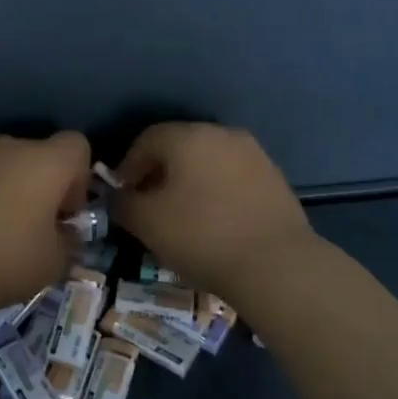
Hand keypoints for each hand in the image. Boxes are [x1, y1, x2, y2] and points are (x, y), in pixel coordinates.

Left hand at [0, 132, 92, 314]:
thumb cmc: (3, 262)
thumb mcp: (54, 263)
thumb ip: (68, 241)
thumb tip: (63, 232)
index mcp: (46, 162)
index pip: (77, 145)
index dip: (78, 177)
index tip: (64, 213)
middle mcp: (9, 146)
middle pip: (36, 153)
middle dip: (39, 183)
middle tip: (31, 225)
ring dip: (4, 185)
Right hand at [114, 123, 313, 296]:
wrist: (276, 265)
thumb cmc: (201, 236)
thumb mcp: (146, 222)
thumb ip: (123, 203)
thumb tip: (121, 196)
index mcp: (188, 136)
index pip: (146, 140)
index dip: (128, 167)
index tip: (123, 196)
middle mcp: (222, 134)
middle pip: (179, 147)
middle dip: (159, 173)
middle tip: (149, 206)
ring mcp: (254, 154)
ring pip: (208, 162)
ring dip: (189, 182)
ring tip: (182, 216)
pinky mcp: (275, 178)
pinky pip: (232, 178)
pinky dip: (216, 192)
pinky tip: (214, 222)